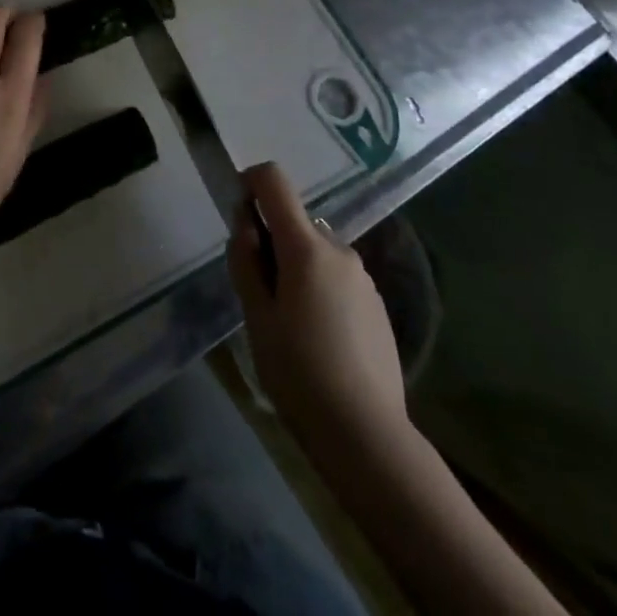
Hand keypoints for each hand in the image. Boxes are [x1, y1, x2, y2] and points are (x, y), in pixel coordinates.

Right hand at [228, 162, 408, 446]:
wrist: (367, 435)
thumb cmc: (299, 372)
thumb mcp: (256, 316)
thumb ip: (246, 260)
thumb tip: (246, 223)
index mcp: (306, 247)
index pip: (274, 181)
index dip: (250, 184)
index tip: (240, 220)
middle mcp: (339, 249)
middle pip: (295, 220)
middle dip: (272, 241)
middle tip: (259, 293)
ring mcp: (363, 277)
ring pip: (316, 251)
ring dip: (296, 266)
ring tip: (289, 322)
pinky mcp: (377, 304)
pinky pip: (337, 276)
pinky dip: (319, 287)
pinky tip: (318, 337)